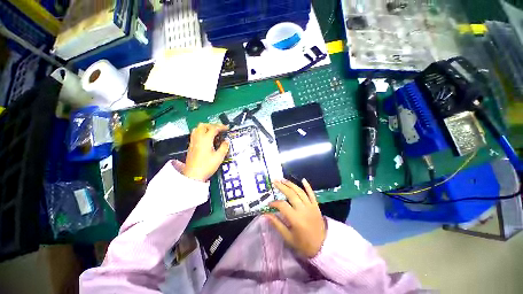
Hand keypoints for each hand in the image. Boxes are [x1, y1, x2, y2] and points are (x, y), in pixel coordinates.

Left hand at [183, 123, 228, 181]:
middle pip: (204, 125)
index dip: (221, 127)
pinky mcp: (191, 146)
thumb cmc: (207, 166)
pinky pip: (195, 134)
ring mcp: (193, 141)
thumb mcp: (219, 157)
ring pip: (198, 128)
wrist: (193, 175)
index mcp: (206, 139)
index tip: (227, 128)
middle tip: (220, 129)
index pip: (214, 128)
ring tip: (213, 132)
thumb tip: (226, 141)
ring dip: (206, 127)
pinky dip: (201, 132)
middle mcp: (198, 138)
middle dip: (213, 125)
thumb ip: (224, 147)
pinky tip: (206, 138)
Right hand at [265, 179, 325, 257]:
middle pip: (291, 194)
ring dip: (291, 184)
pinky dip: (307, 186)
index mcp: (296, 219)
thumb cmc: (304, 244)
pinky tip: (303, 179)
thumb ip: (277, 224)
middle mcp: (303, 210)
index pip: (282, 205)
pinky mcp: (316, 206)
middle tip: (274, 181)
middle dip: (281, 187)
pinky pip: (312, 194)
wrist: (323, 247)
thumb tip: (265, 215)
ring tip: (283, 179)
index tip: (269, 204)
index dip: (274, 203)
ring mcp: (311, 206)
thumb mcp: (288, 237)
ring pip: (300, 192)